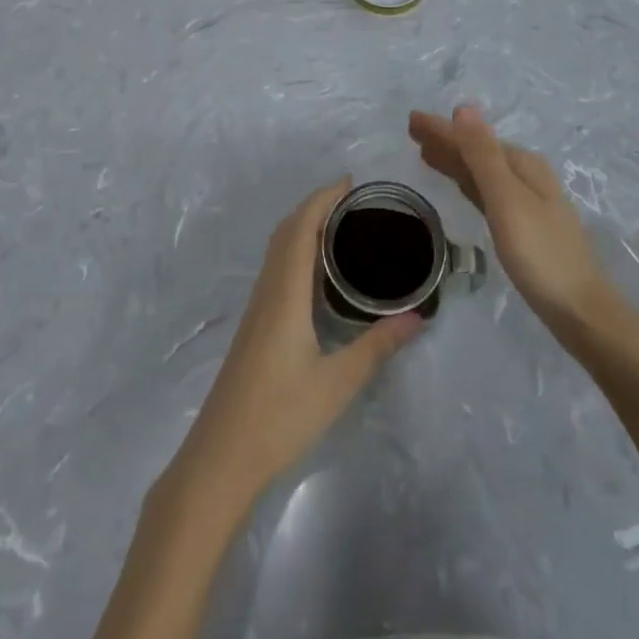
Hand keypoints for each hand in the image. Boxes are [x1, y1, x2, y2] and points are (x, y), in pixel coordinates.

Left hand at [166, 179, 422, 511]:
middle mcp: (268, 289)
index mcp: (286, 292)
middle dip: (315, 205)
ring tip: (340, 225)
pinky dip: (296, 249)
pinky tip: (316, 271)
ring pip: (278, 249)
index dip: (323, 198)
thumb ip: (377, 346)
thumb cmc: (280, 415)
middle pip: (287, 230)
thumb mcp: (338, 382)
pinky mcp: (255, 324)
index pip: (302, 227)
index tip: (350, 182)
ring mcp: (257, 307)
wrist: (221, 456)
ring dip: (304, 225)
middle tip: (352, 200)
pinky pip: (276, 268)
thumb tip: (417, 317)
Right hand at [409, 105, 618, 340]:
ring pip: (481, 172)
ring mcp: (527, 202)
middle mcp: (526, 176)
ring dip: (455, 161)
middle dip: (447, 141)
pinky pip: (487, 192)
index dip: (442, 128)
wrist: (580, 310)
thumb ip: (483, 155)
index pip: (473, 138)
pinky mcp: (523, 227)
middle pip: (478, 152)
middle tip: (412, 133)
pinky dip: (468, 183)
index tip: (411, 120)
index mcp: (523, 165)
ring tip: (426, 155)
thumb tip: (464, 108)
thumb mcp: (507, 199)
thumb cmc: (540, 253)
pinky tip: (461, 185)